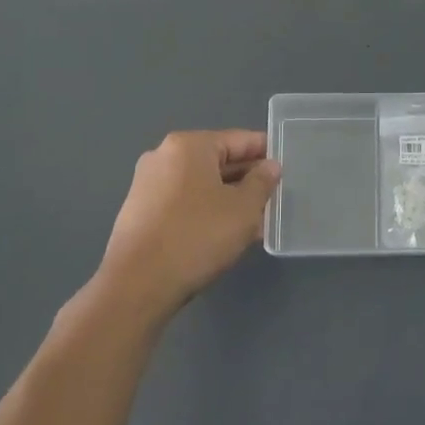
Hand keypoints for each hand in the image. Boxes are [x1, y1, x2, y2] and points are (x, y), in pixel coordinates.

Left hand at [94, 130, 280, 319]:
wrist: (137, 284)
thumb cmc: (197, 236)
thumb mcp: (244, 208)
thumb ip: (262, 182)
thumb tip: (269, 166)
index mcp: (189, 146)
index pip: (239, 140)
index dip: (266, 153)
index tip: (287, 168)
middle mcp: (163, 156)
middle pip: (217, 161)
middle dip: (247, 180)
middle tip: (274, 199)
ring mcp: (147, 184)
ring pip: (201, 185)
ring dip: (228, 199)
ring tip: (254, 222)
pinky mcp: (139, 212)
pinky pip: (183, 203)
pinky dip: (205, 212)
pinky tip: (223, 235)